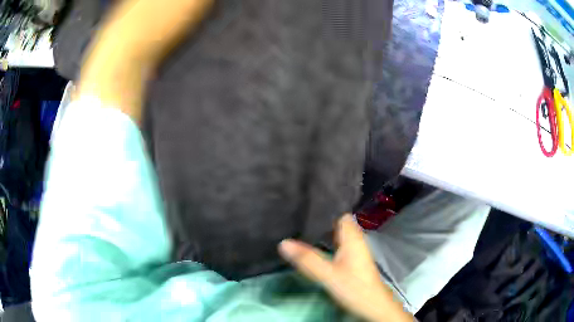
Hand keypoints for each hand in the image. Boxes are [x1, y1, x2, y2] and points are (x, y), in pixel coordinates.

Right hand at [278, 214, 412, 321]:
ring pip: (335, 232)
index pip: (340, 212)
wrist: (372, 306)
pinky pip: (335, 243)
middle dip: (319, 216)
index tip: (305, 198)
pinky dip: (324, 240)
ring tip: (299, 222)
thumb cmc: (355, 288)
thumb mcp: (329, 274)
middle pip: (336, 221)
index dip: (325, 204)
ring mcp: (353, 250)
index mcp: (352, 237)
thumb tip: (283, 242)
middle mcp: (354, 239)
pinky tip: (311, 242)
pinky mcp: (350, 260)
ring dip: (321, 228)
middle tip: (297, 209)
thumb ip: (307, 259)